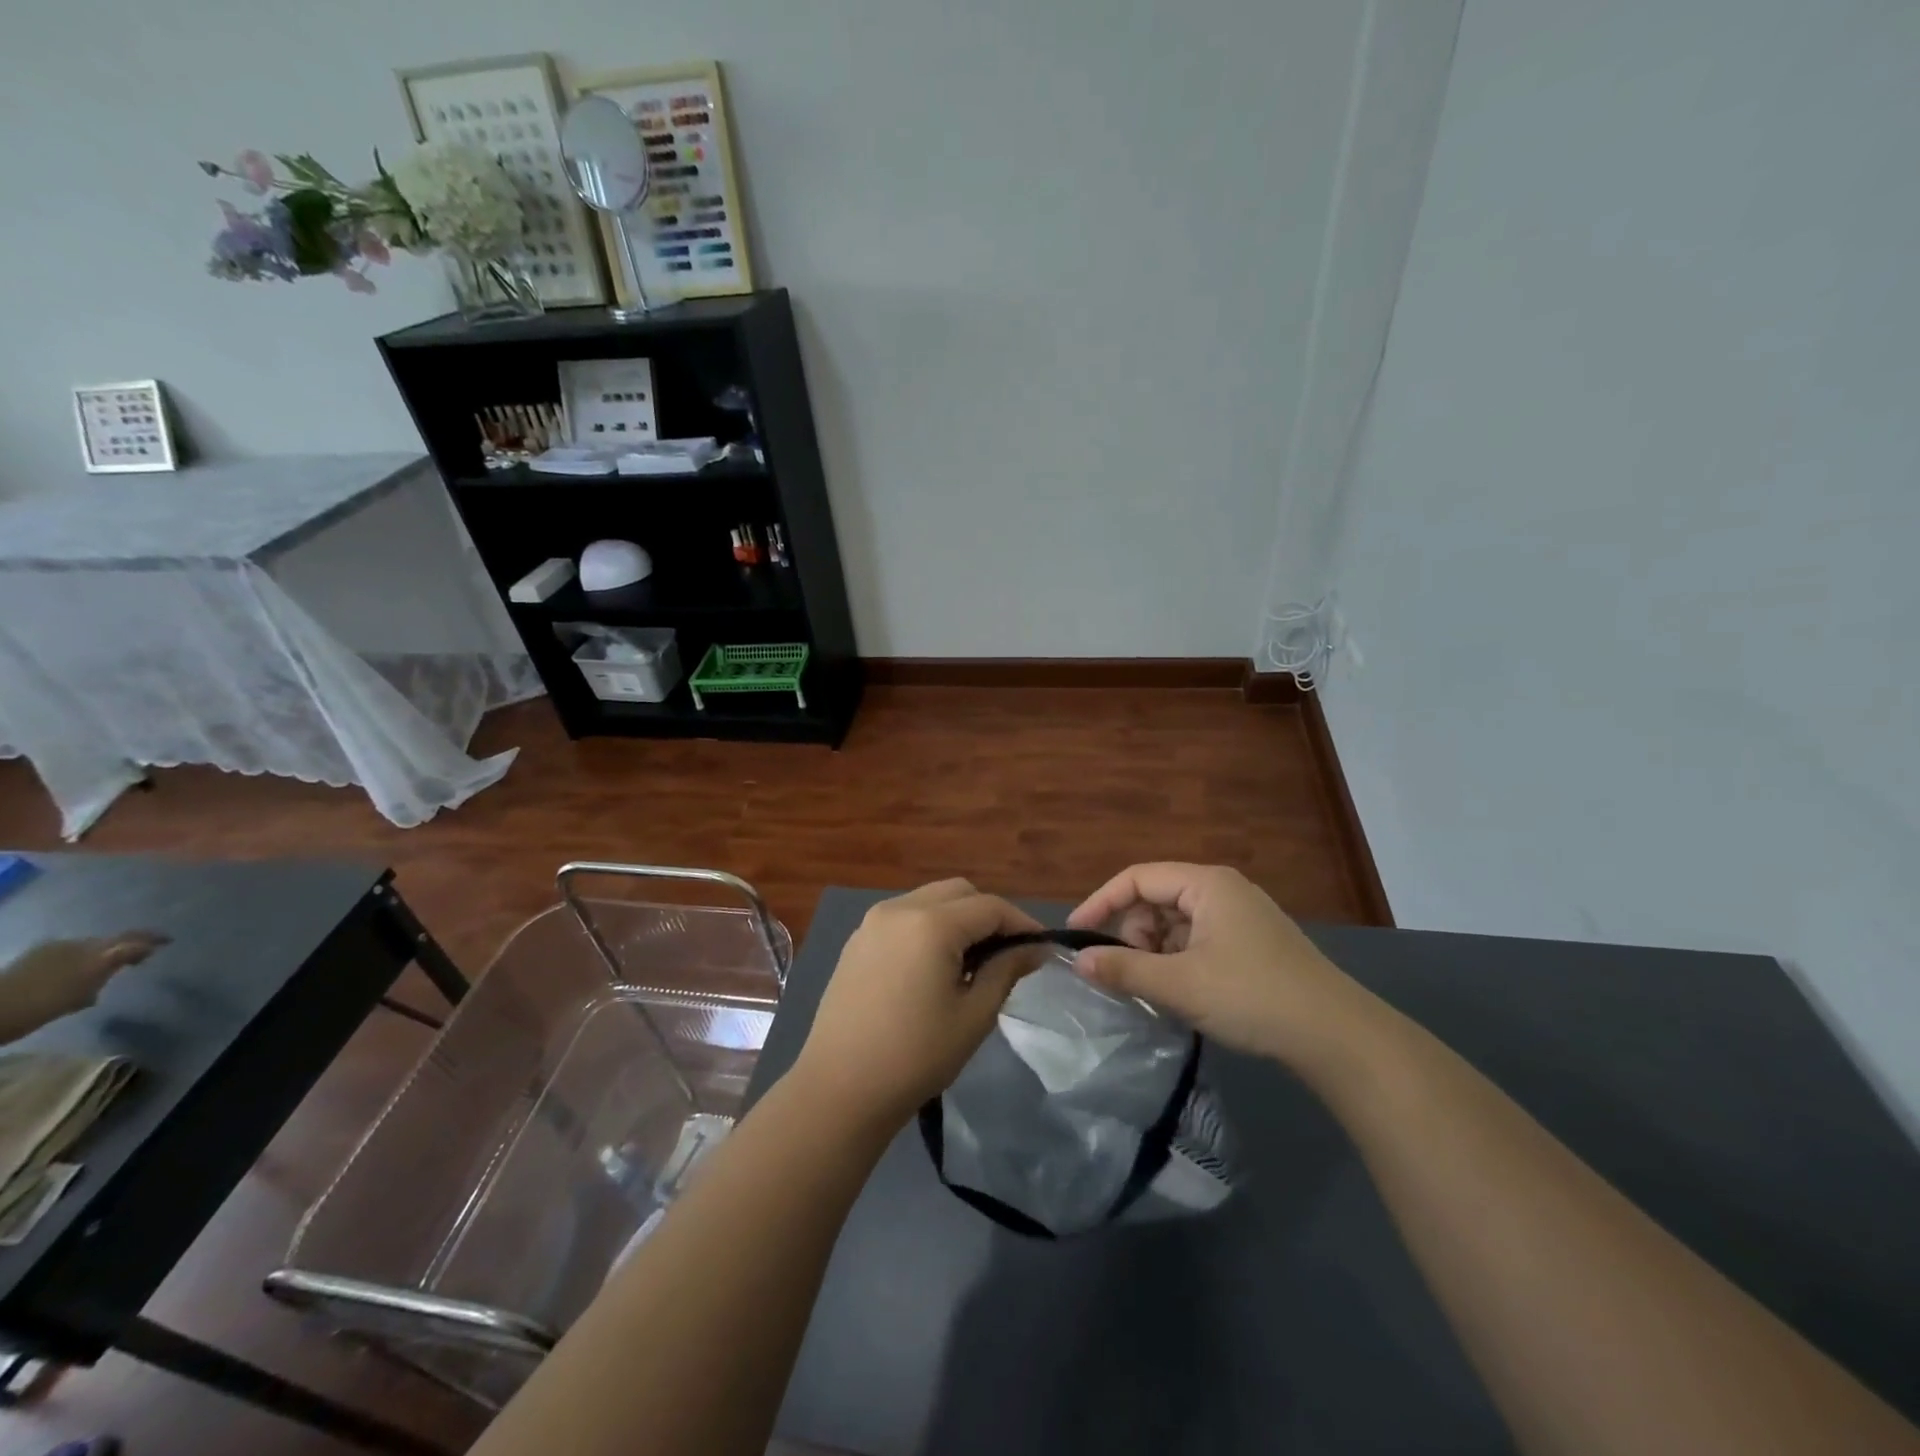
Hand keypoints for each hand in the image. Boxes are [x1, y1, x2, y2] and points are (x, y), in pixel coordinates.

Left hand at [0, 932, 169, 1041]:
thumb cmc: (43, 1004)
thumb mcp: (88, 986)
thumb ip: (117, 963)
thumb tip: (143, 948)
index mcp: (91, 949)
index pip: (131, 937)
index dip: (152, 937)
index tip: (169, 941)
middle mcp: (75, 943)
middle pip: (109, 942)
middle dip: (124, 949)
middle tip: (139, 961)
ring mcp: (51, 950)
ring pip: (88, 950)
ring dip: (100, 958)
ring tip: (105, 974)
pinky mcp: (33, 959)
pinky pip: (68, 956)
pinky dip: (79, 964)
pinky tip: (74, 980)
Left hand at [793, 880, 1045, 1127]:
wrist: (839, 1088)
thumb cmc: (916, 1056)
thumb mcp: (974, 1015)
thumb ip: (1006, 970)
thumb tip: (1032, 948)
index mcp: (931, 924)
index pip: (990, 906)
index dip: (1021, 923)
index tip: (1040, 949)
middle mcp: (899, 909)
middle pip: (958, 892)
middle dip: (988, 914)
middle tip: (1006, 954)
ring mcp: (872, 922)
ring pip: (929, 899)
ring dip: (957, 918)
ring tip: (972, 962)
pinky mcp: (857, 941)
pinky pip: (904, 917)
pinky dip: (928, 927)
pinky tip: (934, 967)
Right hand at [1068, 864, 1373, 1069]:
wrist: (1336, 1036)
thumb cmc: (1252, 996)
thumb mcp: (1180, 984)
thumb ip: (1124, 969)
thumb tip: (1078, 962)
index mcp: (1206, 884)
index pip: (1137, 878)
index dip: (1100, 903)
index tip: (1076, 935)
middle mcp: (1223, 889)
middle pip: (1157, 899)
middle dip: (1133, 933)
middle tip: (1128, 973)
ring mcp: (1241, 916)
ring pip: (1177, 922)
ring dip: (1156, 951)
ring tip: (1158, 989)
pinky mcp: (1252, 942)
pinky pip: (1199, 939)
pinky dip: (1180, 960)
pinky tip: (1183, 992)